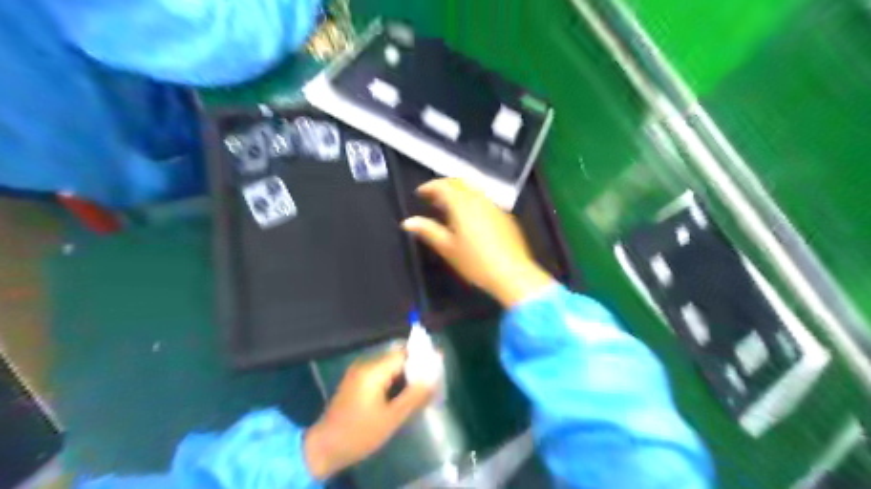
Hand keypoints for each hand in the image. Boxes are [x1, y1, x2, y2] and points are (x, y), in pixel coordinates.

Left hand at [304, 350, 435, 478]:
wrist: (323, 448)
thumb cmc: (359, 433)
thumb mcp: (392, 418)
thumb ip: (414, 395)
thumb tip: (434, 376)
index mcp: (373, 370)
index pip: (404, 353)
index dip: (422, 359)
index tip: (438, 368)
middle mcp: (365, 364)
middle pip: (397, 357)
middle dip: (415, 368)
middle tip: (431, 383)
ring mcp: (359, 371)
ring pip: (390, 365)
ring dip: (405, 375)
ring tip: (419, 391)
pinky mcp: (356, 380)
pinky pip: (381, 373)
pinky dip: (394, 380)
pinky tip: (401, 395)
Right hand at [400, 176, 549, 305]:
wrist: (512, 273)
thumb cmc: (475, 262)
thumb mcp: (448, 248)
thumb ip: (428, 231)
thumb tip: (408, 222)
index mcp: (463, 204)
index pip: (443, 186)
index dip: (429, 187)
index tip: (420, 193)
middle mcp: (480, 199)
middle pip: (460, 183)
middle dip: (445, 186)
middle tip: (433, 198)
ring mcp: (495, 207)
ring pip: (474, 190)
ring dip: (459, 193)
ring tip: (449, 208)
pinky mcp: (506, 216)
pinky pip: (485, 201)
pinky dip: (473, 202)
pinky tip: (470, 218)